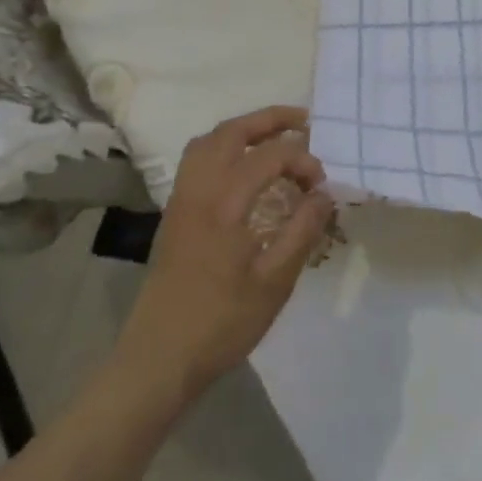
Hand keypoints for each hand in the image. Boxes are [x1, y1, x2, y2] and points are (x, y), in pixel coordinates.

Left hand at [121, 106, 332, 395]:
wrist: (158, 360)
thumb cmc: (221, 324)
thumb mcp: (274, 282)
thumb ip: (302, 231)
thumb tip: (323, 194)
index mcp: (223, 205)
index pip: (268, 157)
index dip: (302, 160)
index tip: (322, 185)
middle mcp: (197, 192)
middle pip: (230, 133)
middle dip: (269, 120)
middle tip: (303, 122)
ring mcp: (180, 201)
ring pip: (207, 143)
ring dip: (243, 131)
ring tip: (275, 139)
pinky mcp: (174, 216)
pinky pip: (197, 162)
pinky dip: (224, 149)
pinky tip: (245, 171)